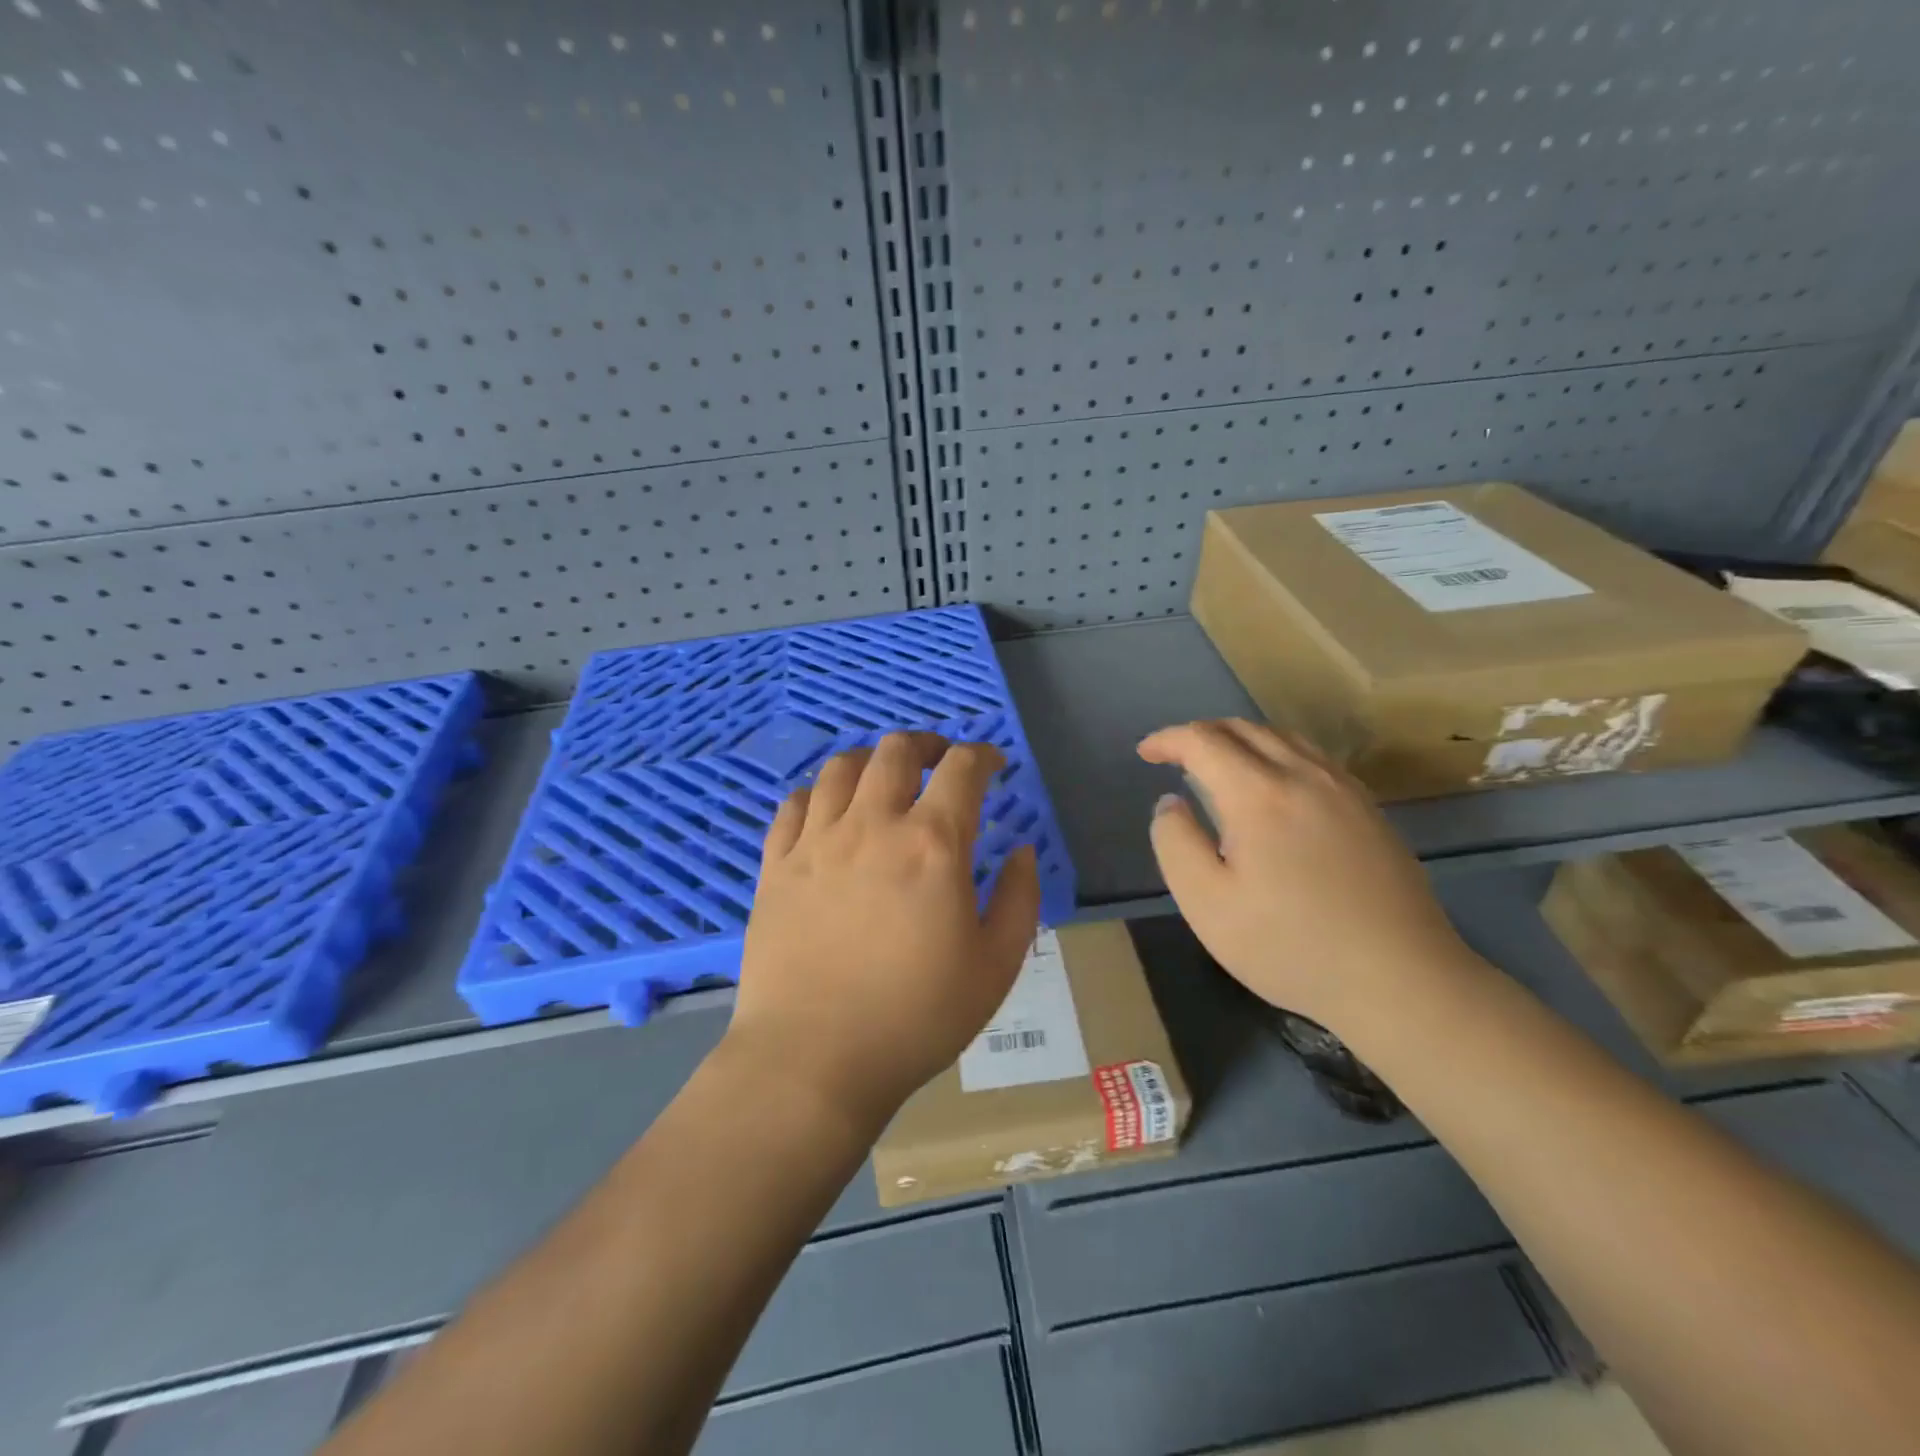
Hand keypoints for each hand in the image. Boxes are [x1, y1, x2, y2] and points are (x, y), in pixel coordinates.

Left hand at [729, 733, 1041, 1129]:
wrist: (813, 1060)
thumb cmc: (915, 1017)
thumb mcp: (995, 966)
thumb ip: (1018, 899)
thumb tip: (1021, 851)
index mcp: (932, 845)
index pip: (963, 769)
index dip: (984, 755)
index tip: (994, 765)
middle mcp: (872, 825)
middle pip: (896, 751)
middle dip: (927, 744)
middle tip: (940, 762)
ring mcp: (816, 841)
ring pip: (841, 768)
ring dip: (871, 761)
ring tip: (883, 780)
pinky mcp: (775, 865)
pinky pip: (794, 805)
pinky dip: (818, 794)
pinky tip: (829, 812)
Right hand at [1139, 719, 1481, 1035]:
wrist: (1400, 979)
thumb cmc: (1289, 945)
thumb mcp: (1206, 903)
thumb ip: (1175, 843)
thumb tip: (1171, 803)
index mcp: (1258, 794)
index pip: (1203, 740)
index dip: (1168, 739)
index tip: (1145, 753)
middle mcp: (1303, 775)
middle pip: (1244, 728)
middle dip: (1201, 734)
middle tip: (1174, 756)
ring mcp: (1343, 789)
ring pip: (1282, 737)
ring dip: (1240, 739)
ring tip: (1219, 764)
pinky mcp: (1369, 809)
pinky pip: (1312, 757)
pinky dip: (1277, 753)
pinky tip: (1274, 785)